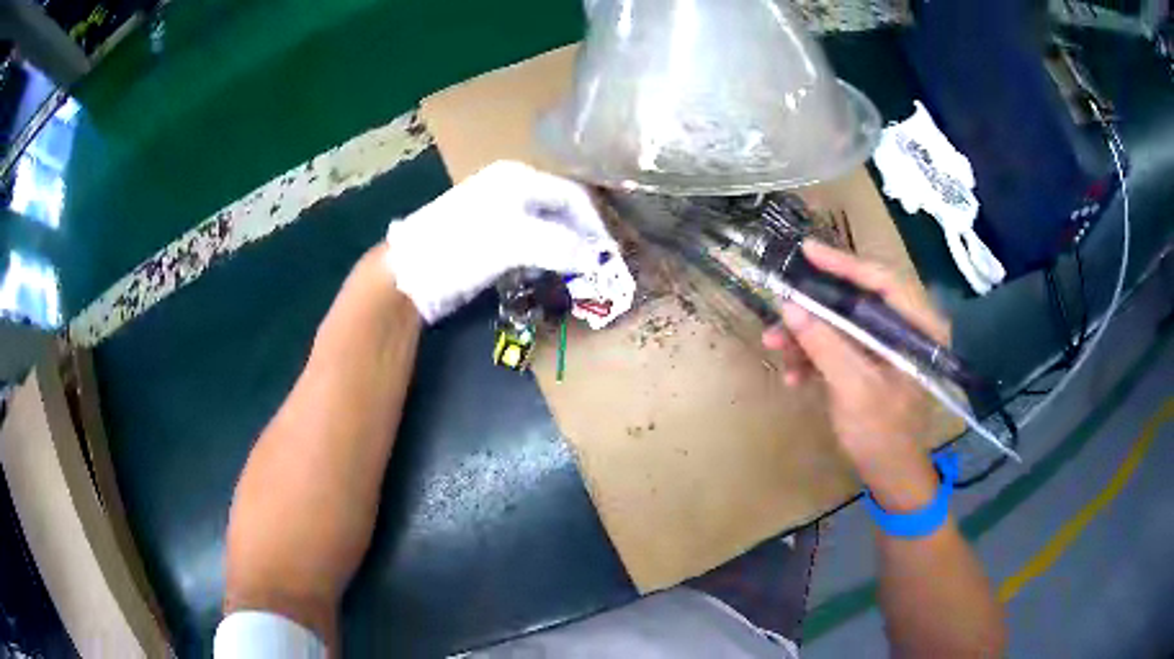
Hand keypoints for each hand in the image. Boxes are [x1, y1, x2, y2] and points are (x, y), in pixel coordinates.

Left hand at [385, 161, 622, 322]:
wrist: (410, 272)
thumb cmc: (461, 245)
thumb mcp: (514, 241)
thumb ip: (559, 245)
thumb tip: (597, 259)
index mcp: (518, 178)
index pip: (573, 195)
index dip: (595, 224)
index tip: (610, 254)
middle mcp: (511, 189)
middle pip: (561, 210)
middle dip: (582, 238)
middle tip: (599, 267)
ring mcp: (498, 213)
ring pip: (546, 228)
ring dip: (566, 250)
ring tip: (580, 274)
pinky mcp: (489, 238)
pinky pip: (530, 244)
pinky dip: (546, 258)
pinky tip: (551, 275)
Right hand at [762, 241, 944, 510]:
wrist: (891, 477)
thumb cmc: (883, 436)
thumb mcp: (853, 390)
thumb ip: (825, 345)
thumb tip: (790, 305)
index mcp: (920, 329)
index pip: (884, 281)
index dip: (844, 264)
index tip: (807, 252)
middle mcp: (907, 329)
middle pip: (859, 299)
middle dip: (816, 307)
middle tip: (781, 301)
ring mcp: (889, 346)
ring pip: (844, 323)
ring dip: (808, 335)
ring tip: (774, 347)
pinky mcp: (873, 361)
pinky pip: (841, 345)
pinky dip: (815, 356)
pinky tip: (792, 374)